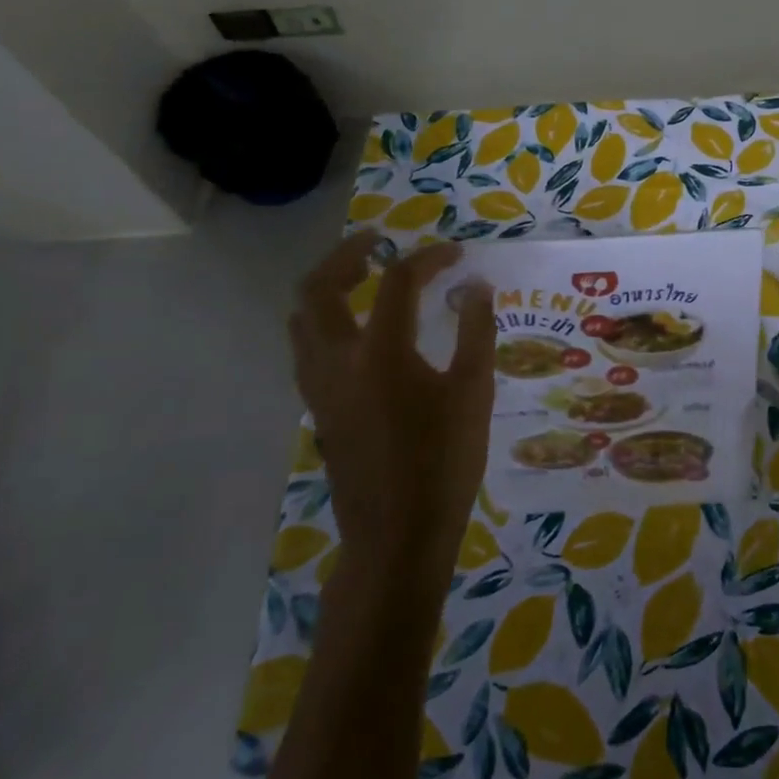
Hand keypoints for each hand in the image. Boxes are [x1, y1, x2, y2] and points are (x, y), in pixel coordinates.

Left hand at [289, 232, 495, 566]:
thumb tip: (476, 286)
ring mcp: (320, 387)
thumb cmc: (444, 462)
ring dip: (327, 287)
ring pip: (302, 319)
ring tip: (363, 279)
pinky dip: (326, 322)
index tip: (456, 254)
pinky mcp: (319, 409)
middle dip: (346, 256)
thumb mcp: (474, 393)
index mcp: (381, 353)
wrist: (398, 534)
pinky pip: (307, 348)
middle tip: (378, 244)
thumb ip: (476, 332)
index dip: (428, 259)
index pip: (398, 282)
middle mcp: (338, 361)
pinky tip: (359, 332)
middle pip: (318, 288)